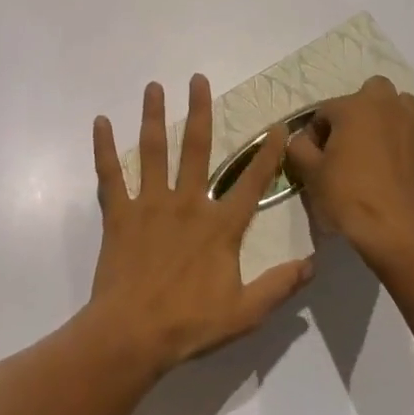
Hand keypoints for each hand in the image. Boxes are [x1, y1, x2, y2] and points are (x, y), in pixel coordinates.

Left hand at [88, 75, 314, 374]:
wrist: (132, 335)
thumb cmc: (189, 324)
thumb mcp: (245, 313)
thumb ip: (279, 286)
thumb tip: (312, 264)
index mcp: (219, 226)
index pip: (252, 183)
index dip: (267, 155)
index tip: (276, 126)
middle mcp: (187, 204)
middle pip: (195, 148)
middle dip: (198, 111)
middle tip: (197, 79)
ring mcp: (150, 205)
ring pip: (152, 151)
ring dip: (153, 116)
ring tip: (153, 86)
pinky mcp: (119, 214)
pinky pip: (110, 175)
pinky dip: (103, 148)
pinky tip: (100, 122)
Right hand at [286, 76, 413, 268]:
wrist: (396, 232)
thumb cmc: (347, 197)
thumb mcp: (310, 173)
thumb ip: (299, 147)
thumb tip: (301, 140)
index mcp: (355, 107)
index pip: (326, 109)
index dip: (315, 132)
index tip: (313, 156)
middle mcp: (389, 108)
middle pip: (374, 91)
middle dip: (361, 108)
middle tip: (350, 140)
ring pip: (404, 108)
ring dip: (390, 120)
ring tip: (378, 149)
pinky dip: (411, 146)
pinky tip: (402, 168)